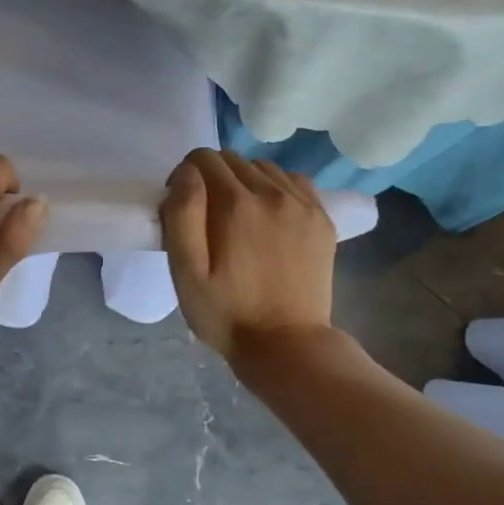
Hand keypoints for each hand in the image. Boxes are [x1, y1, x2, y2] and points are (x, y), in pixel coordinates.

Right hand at [160, 149, 336, 362]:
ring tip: (238, 218)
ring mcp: (303, 204)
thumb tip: (186, 174)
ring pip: (262, 167)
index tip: (182, 209)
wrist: (287, 345)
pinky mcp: (322, 218)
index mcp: (235, 205)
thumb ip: (181, 216)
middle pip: (232, 159)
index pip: (202, 159)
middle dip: (211, 179)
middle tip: (206, 218)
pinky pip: (293, 181)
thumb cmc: (226, 314)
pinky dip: (275, 187)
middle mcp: (272, 193)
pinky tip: (268, 215)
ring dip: (243, 181)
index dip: (183, 179)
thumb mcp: (186, 273)